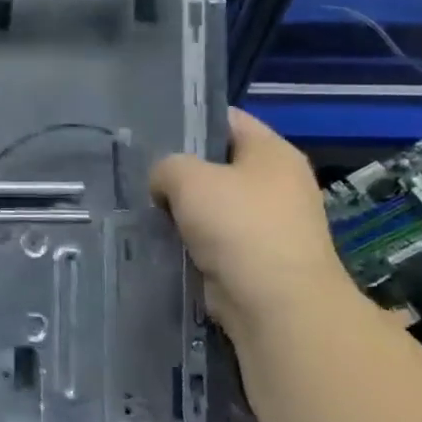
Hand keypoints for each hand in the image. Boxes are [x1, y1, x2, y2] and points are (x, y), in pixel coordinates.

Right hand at [149, 109, 351, 342]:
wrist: (275, 303)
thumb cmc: (238, 225)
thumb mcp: (187, 177)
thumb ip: (166, 166)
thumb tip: (165, 184)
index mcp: (273, 152)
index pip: (227, 119)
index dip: (190, 120)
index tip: (152, 130)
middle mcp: (278, 183)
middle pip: (219, 163)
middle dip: (182, 169)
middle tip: (142, 172)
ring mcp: (270, 223)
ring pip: (213, 203)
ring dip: (183, 208)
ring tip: (145, 206)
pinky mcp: (257, 257)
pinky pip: (215, 237)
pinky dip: (191, 239)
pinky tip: (162, 239)